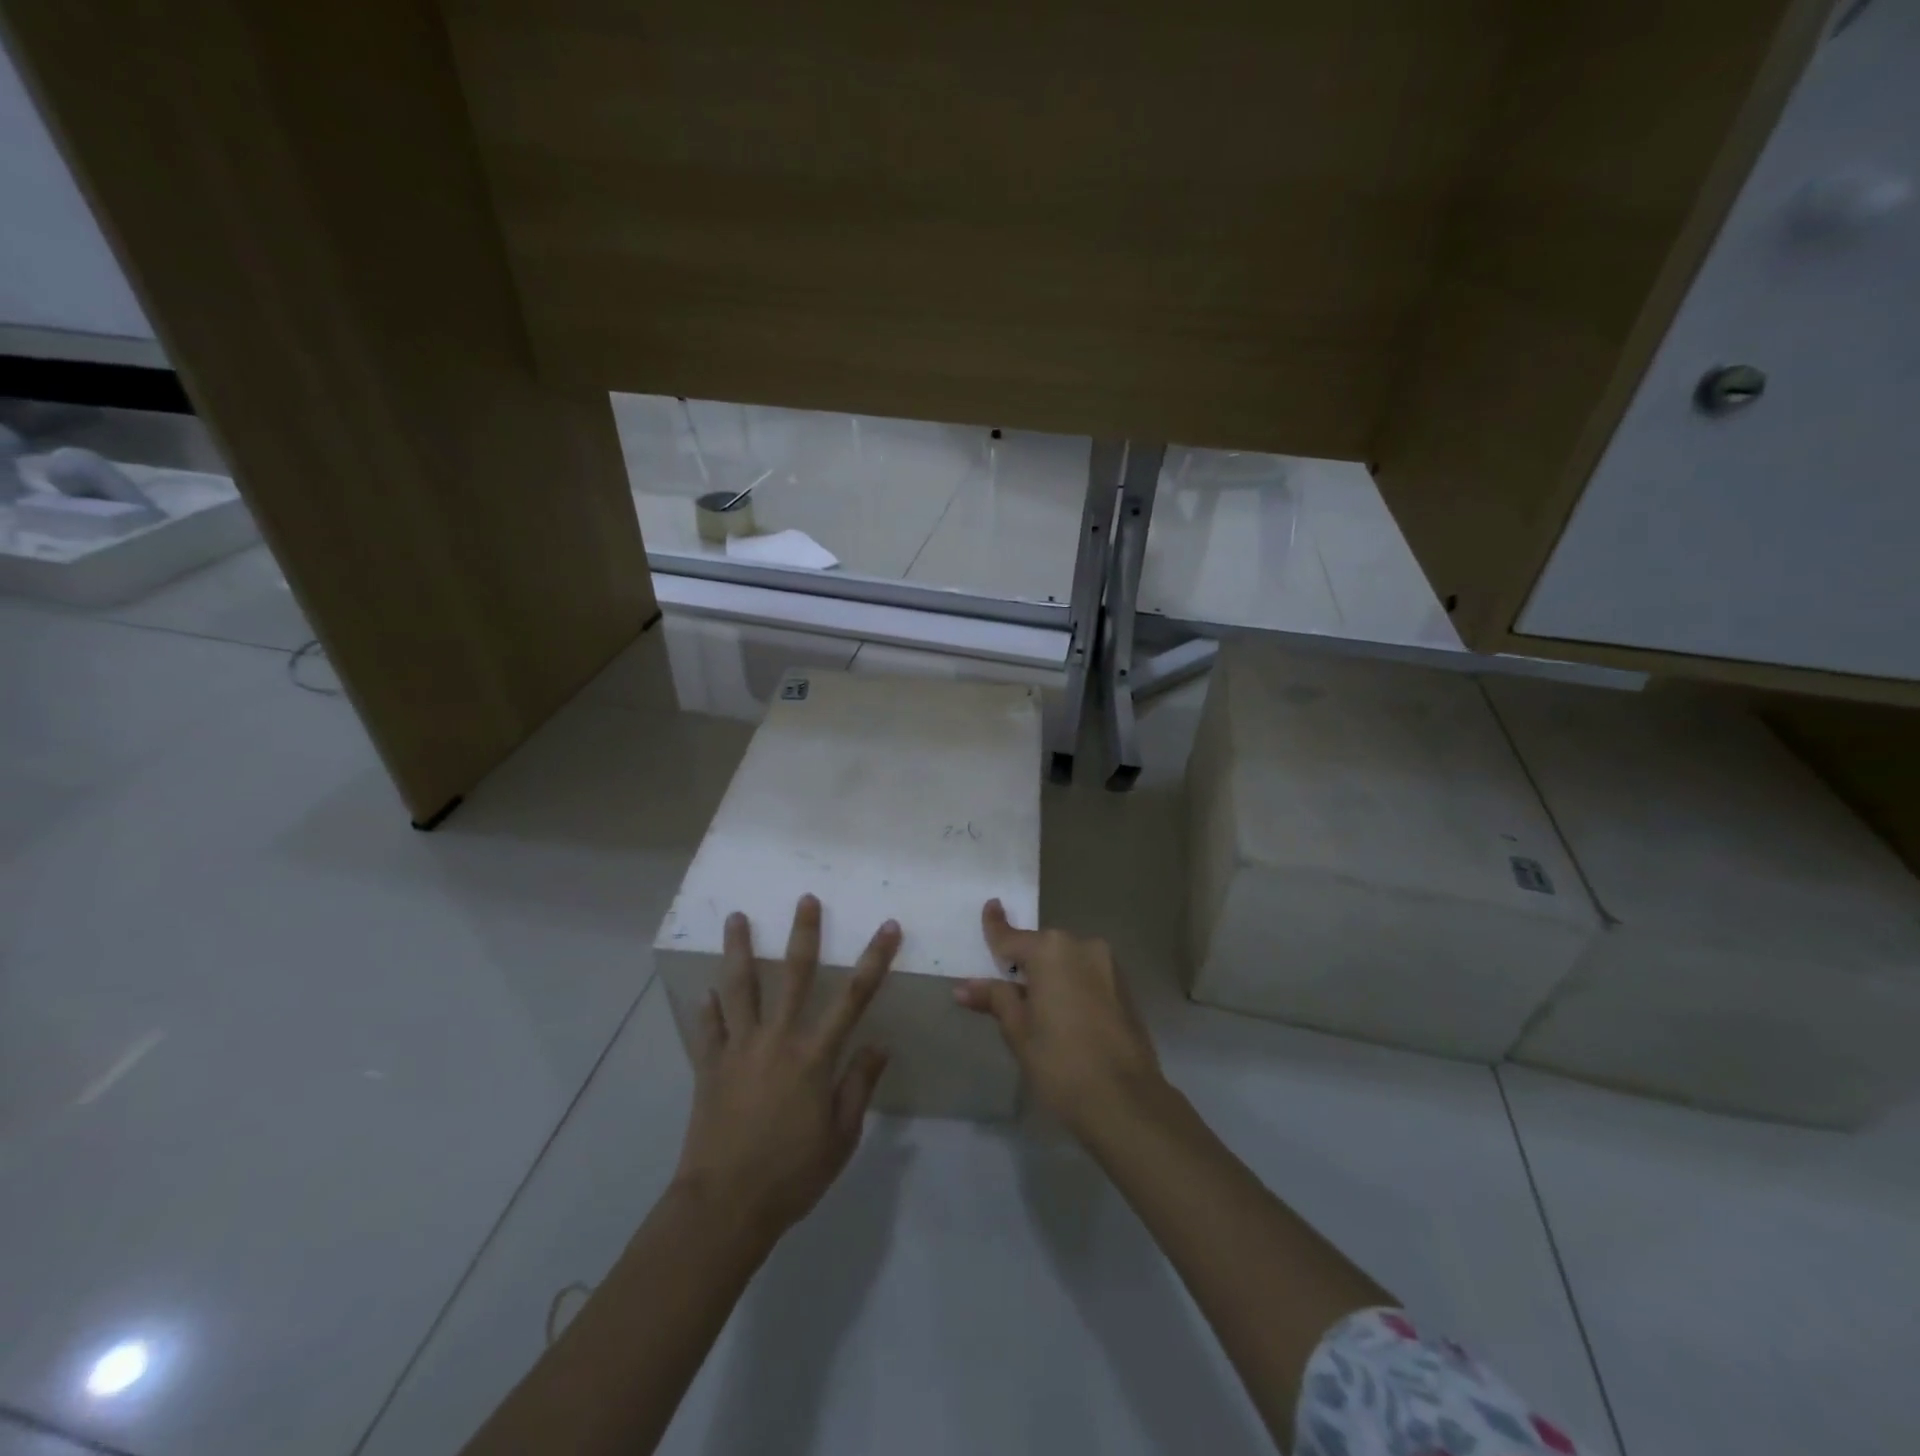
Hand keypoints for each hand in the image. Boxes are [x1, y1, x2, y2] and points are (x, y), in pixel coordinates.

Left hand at [673, 895, 898, 1237]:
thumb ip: (859, 1085)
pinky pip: (708, 1028)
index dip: (874, 959)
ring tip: (736, 917)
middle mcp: (777, 1040)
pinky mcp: (709, 1066)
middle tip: (805, 899)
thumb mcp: (841, 1137)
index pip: (854, 997)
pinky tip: (706, 991)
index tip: (888, 927)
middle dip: (803, 934)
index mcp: (814, 1056)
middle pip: (793, 975)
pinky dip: (708, 1007)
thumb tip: (879, 1044)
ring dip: (738, 950)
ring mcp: (739, 1049)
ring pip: (739, 987)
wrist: (724, 1207)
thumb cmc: (792, 1174)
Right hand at [955, 899, 1165, 1138]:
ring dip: (1050, 975)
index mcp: (1051, 950)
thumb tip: (963, 987)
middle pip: (1042, 948)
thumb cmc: (1061, 1062)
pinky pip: (1086, 976)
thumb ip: (995, 999)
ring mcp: (1108, 965)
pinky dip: (1071, 986)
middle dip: (1024, 961)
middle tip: (1005, 985)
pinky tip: (1063, 1015)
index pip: (1012, 937)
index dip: (996, 925)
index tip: (991, 905)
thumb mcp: (1018, 1030)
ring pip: (1067, 962)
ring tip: (1036, 1008)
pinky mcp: (1124, 987)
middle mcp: (1082, 946)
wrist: (1126, 1101)